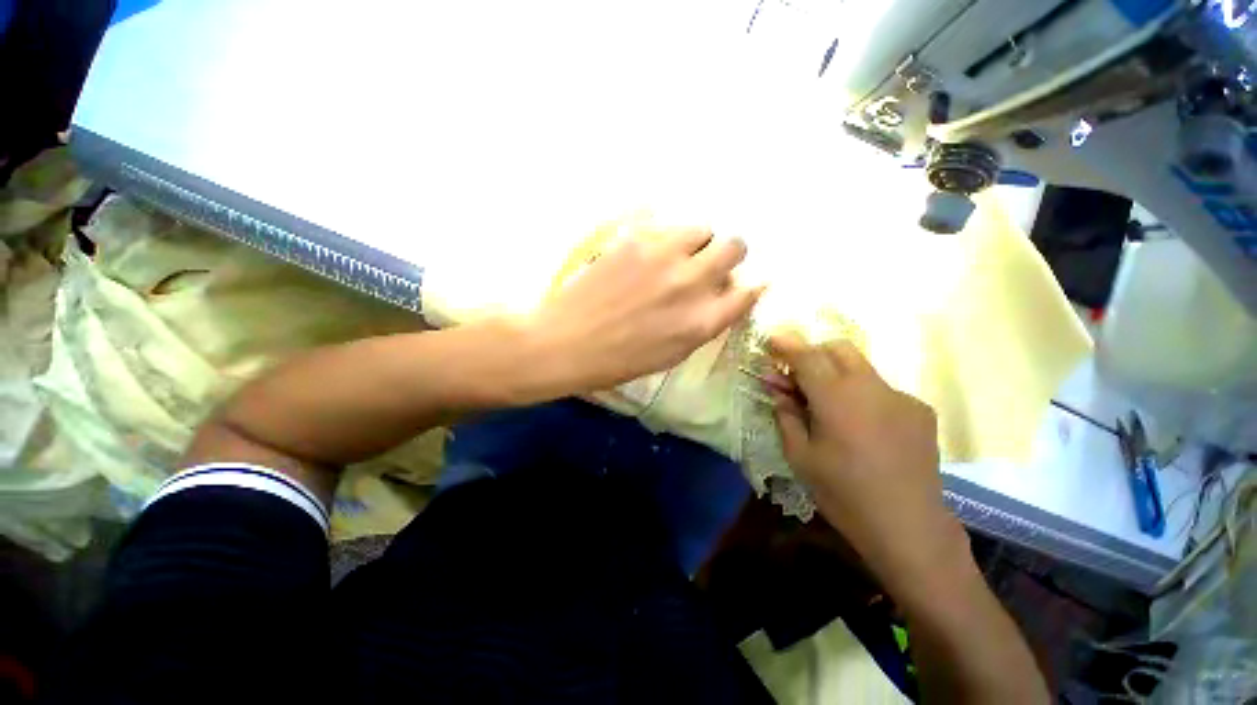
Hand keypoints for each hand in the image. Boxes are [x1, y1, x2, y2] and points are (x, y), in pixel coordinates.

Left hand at [527, 219, 761, 392]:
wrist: (568, 343)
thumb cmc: (620, 361)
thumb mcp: (672, 354)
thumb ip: (704, 324)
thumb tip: (722, 298)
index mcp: (701, 321)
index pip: (749, 291)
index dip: (750, 285)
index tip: (741, 284)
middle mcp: (690, 283)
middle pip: (736, 246)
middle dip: (728, 255)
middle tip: (707, 264)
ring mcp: (662, 256)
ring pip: (702, 228)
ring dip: (696, 242)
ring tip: (675, 256)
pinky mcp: (634, 239)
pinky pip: (664, 224)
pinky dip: (665, 237)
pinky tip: (647, 254)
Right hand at [766, 332, 968, 590]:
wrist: (909, 527)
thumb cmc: (844, 493)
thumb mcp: (800, 455)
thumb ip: (786, 415)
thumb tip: (778, 389)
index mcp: (837, 398)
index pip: (807, 355)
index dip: (786, 344)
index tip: (771, 340)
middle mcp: (871, 387)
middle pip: (838, 348)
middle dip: (812, 353)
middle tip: (796, 377)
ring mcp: (900, 397)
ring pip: (860, 366)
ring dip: (835, 373)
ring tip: (825, 404)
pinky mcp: (919, 411)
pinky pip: (880, 389)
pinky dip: (860, 393)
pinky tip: (859, 425)